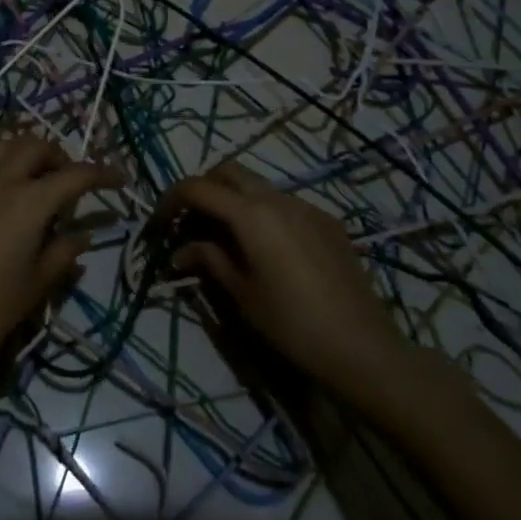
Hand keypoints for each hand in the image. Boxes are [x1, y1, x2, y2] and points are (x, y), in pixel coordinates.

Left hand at [0, 136, 123, 376]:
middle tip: (65, 179)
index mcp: (30, 202)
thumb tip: (83, 235)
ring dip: (21, 151)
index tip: (117, 179)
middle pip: (36, 146)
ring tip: (27, 173)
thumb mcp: (36, 284)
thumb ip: (64, 252)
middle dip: (58, 156)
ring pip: (0, 144)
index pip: (76, 175)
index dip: (102, 174)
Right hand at [161, 160, 410, 394]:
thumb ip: (209, 260)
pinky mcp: (327, 221)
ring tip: (224, 236)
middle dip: (203, 188)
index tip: (158, 222)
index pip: (198, 187)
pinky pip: (285, 203)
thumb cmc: (292, 324)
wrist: (362, 347)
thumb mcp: (241, 294)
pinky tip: (265, 248)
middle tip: (189, 221)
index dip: (171, 199)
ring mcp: (307, 206)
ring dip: (233, 199)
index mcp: (251, 214)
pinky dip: (263, 212)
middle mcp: (278, 198)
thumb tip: (181, 251)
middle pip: (228, 172)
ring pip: (258, 185)